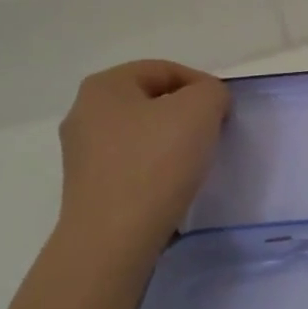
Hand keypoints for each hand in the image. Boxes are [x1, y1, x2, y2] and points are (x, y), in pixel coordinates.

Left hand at [57, 60, 230, 249]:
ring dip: (172, 142)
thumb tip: (207, 102)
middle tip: (214, 134)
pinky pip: (132, 164)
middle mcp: (84, 113)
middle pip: (151, 101)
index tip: (225, 112)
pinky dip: (156, 168)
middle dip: (186, 114)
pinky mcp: (89, 187)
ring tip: (197, 162)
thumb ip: (211, 92)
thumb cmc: (156, 163)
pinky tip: (173, 185)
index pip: (164, 70)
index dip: (201, 85)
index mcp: (104, 86)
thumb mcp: (200, 110)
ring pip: (142, 134)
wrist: (114, 238)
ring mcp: (82, 153)